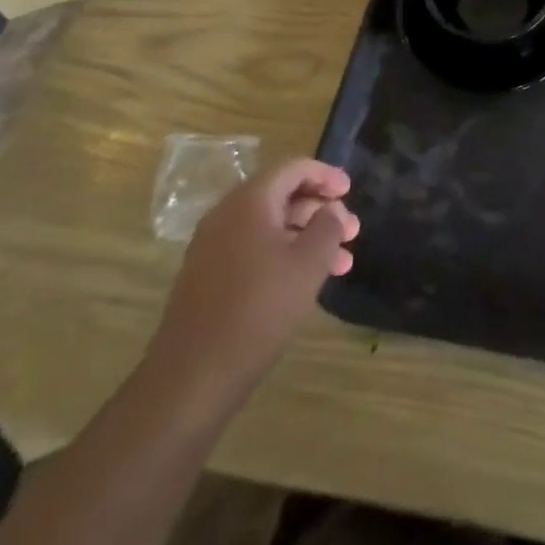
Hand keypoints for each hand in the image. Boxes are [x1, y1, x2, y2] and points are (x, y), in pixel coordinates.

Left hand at [145, 159, 359, 420]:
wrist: (192, 376)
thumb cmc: (259, 309)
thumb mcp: (308, 264)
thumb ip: (328, 226)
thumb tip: (332, 209)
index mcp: (249, 201)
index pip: (293, 169)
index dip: (326, 175)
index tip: (351, 191)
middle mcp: (226, 215)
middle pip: (282, 196)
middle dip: (320, 211)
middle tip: (352, 231)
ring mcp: (213, 247)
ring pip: (270, 227)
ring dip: (307, 237)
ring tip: (342, 263)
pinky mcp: (208, 277)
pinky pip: (253, 250)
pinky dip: (284, 255)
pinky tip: (307, 281)